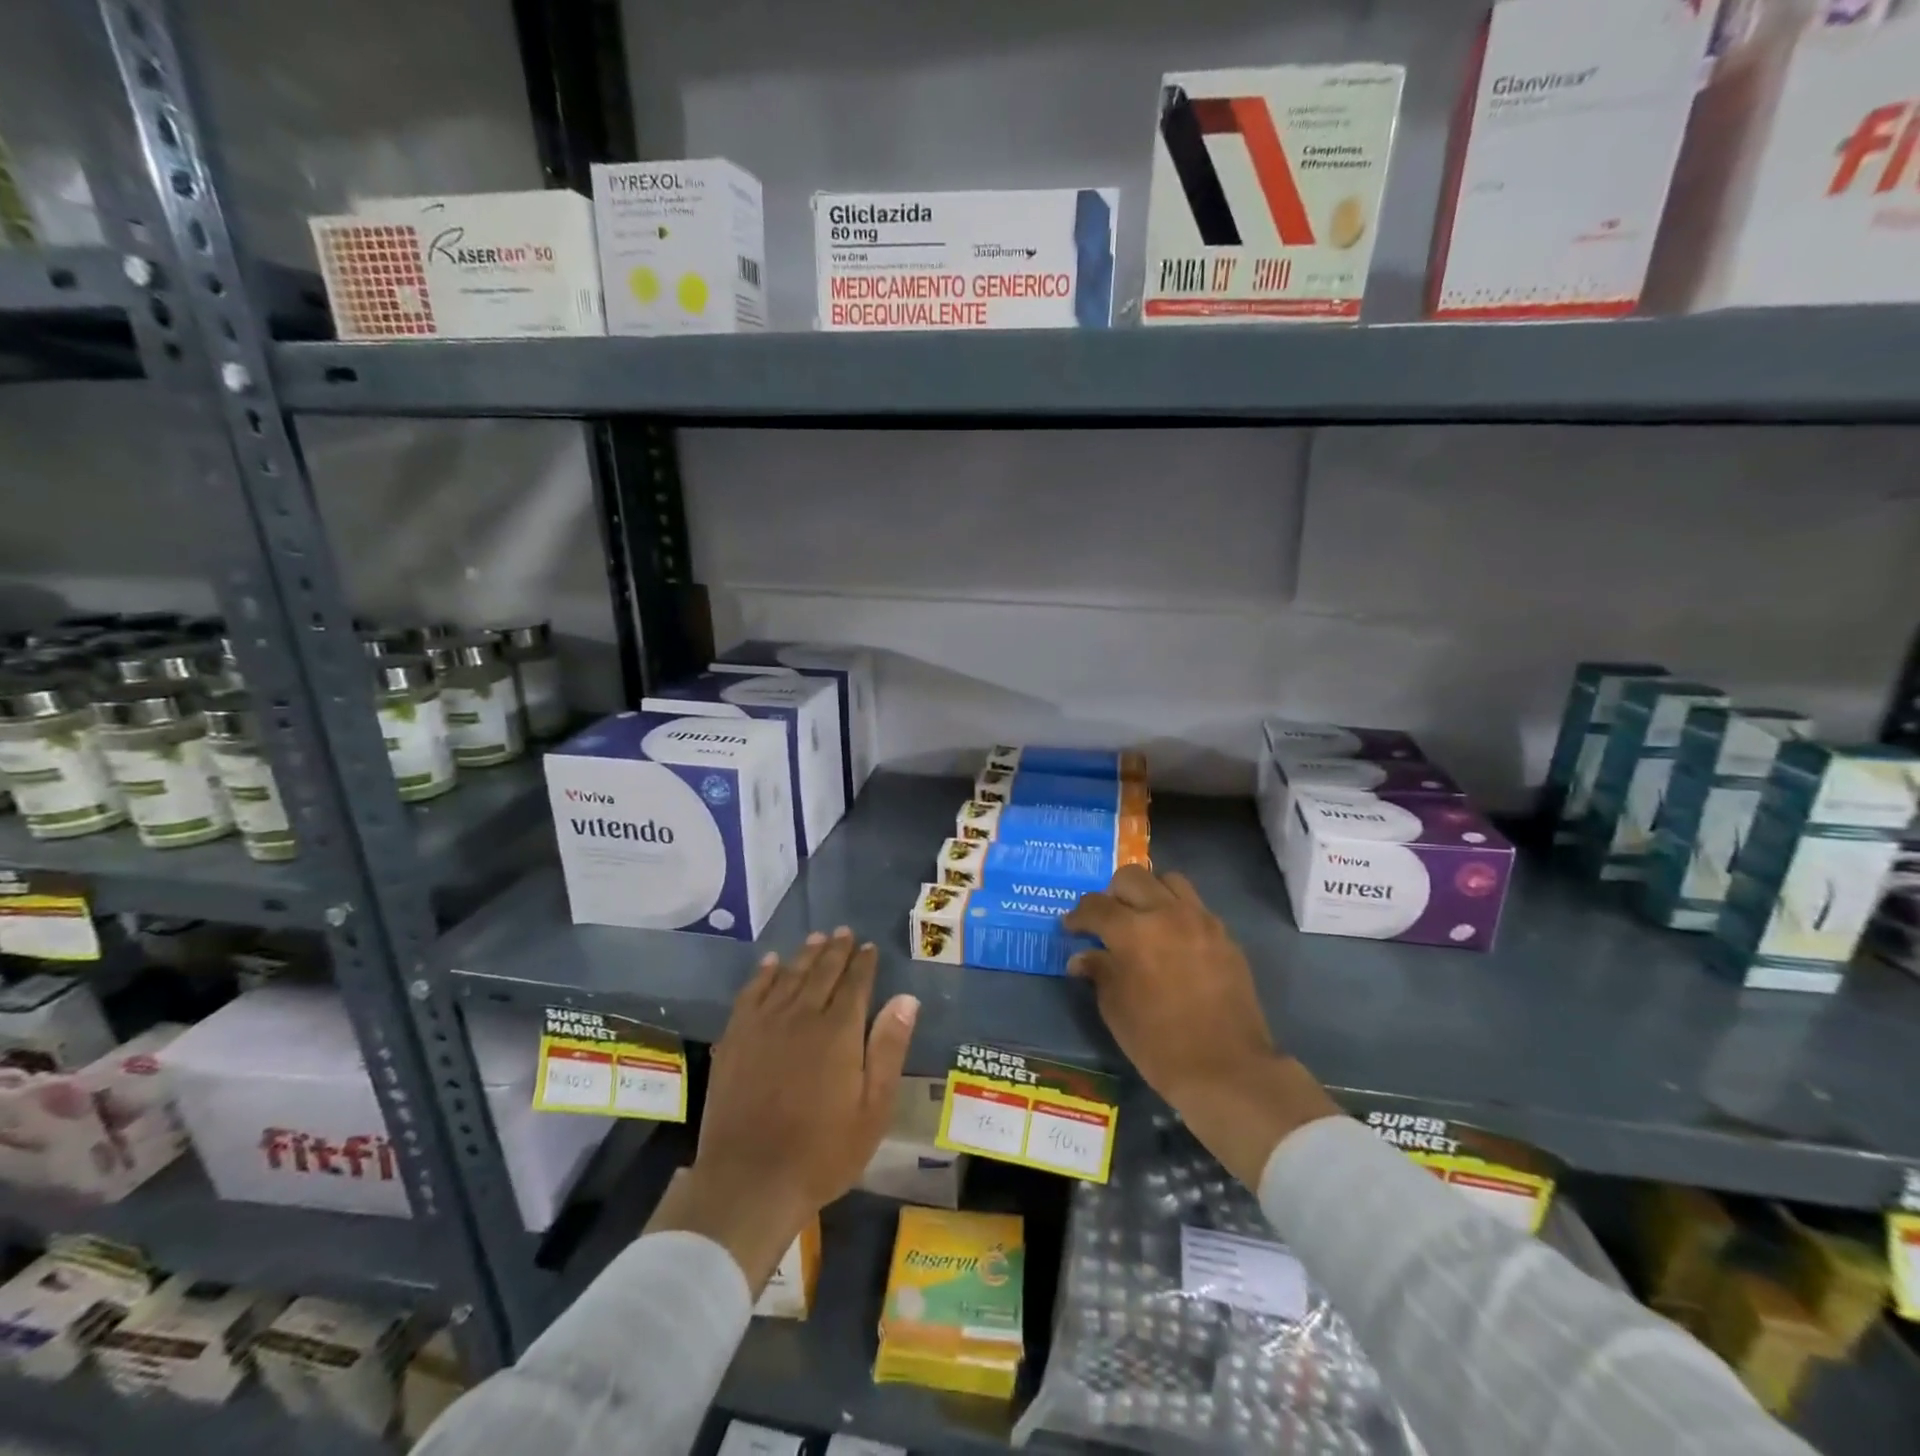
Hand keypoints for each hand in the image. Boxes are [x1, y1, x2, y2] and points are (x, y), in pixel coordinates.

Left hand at [648, 928, 918, 1291]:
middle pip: (822, 972)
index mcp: (839, 1031)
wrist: (750, 1180)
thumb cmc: (822, 1151)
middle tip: (845, 933)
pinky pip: (752, 993)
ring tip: (817, 938)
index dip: (864, 963)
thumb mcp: (873, 1109)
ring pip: (789, 976)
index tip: (869, 947)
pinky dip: (764, 974)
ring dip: (805, 955)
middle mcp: (802, 1015)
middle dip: (836, 950)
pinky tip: (771, 963)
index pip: (855, 983)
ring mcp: (764, 1024)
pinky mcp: (736, 1038)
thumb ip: (889, 1049)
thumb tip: (906, 998)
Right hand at [1065, 867, 1338, 1186]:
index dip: (1078, 915)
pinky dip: (1178, 913)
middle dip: (1112, 894)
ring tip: (1144, 919)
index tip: (1071, 927)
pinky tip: (1173, 941)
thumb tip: (1083, 956)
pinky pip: (1196, 907)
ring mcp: (1201, 921)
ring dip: (1150, 893)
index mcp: (1132, 931)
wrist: (1226, 1069)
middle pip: (1132, 877)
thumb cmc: (1158, 1043)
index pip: (1096, 905)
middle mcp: (1166, 913)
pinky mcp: (1225, 936)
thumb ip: (1099, 971)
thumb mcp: (1115, 1008)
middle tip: (1106, 919)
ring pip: (1169, 881)